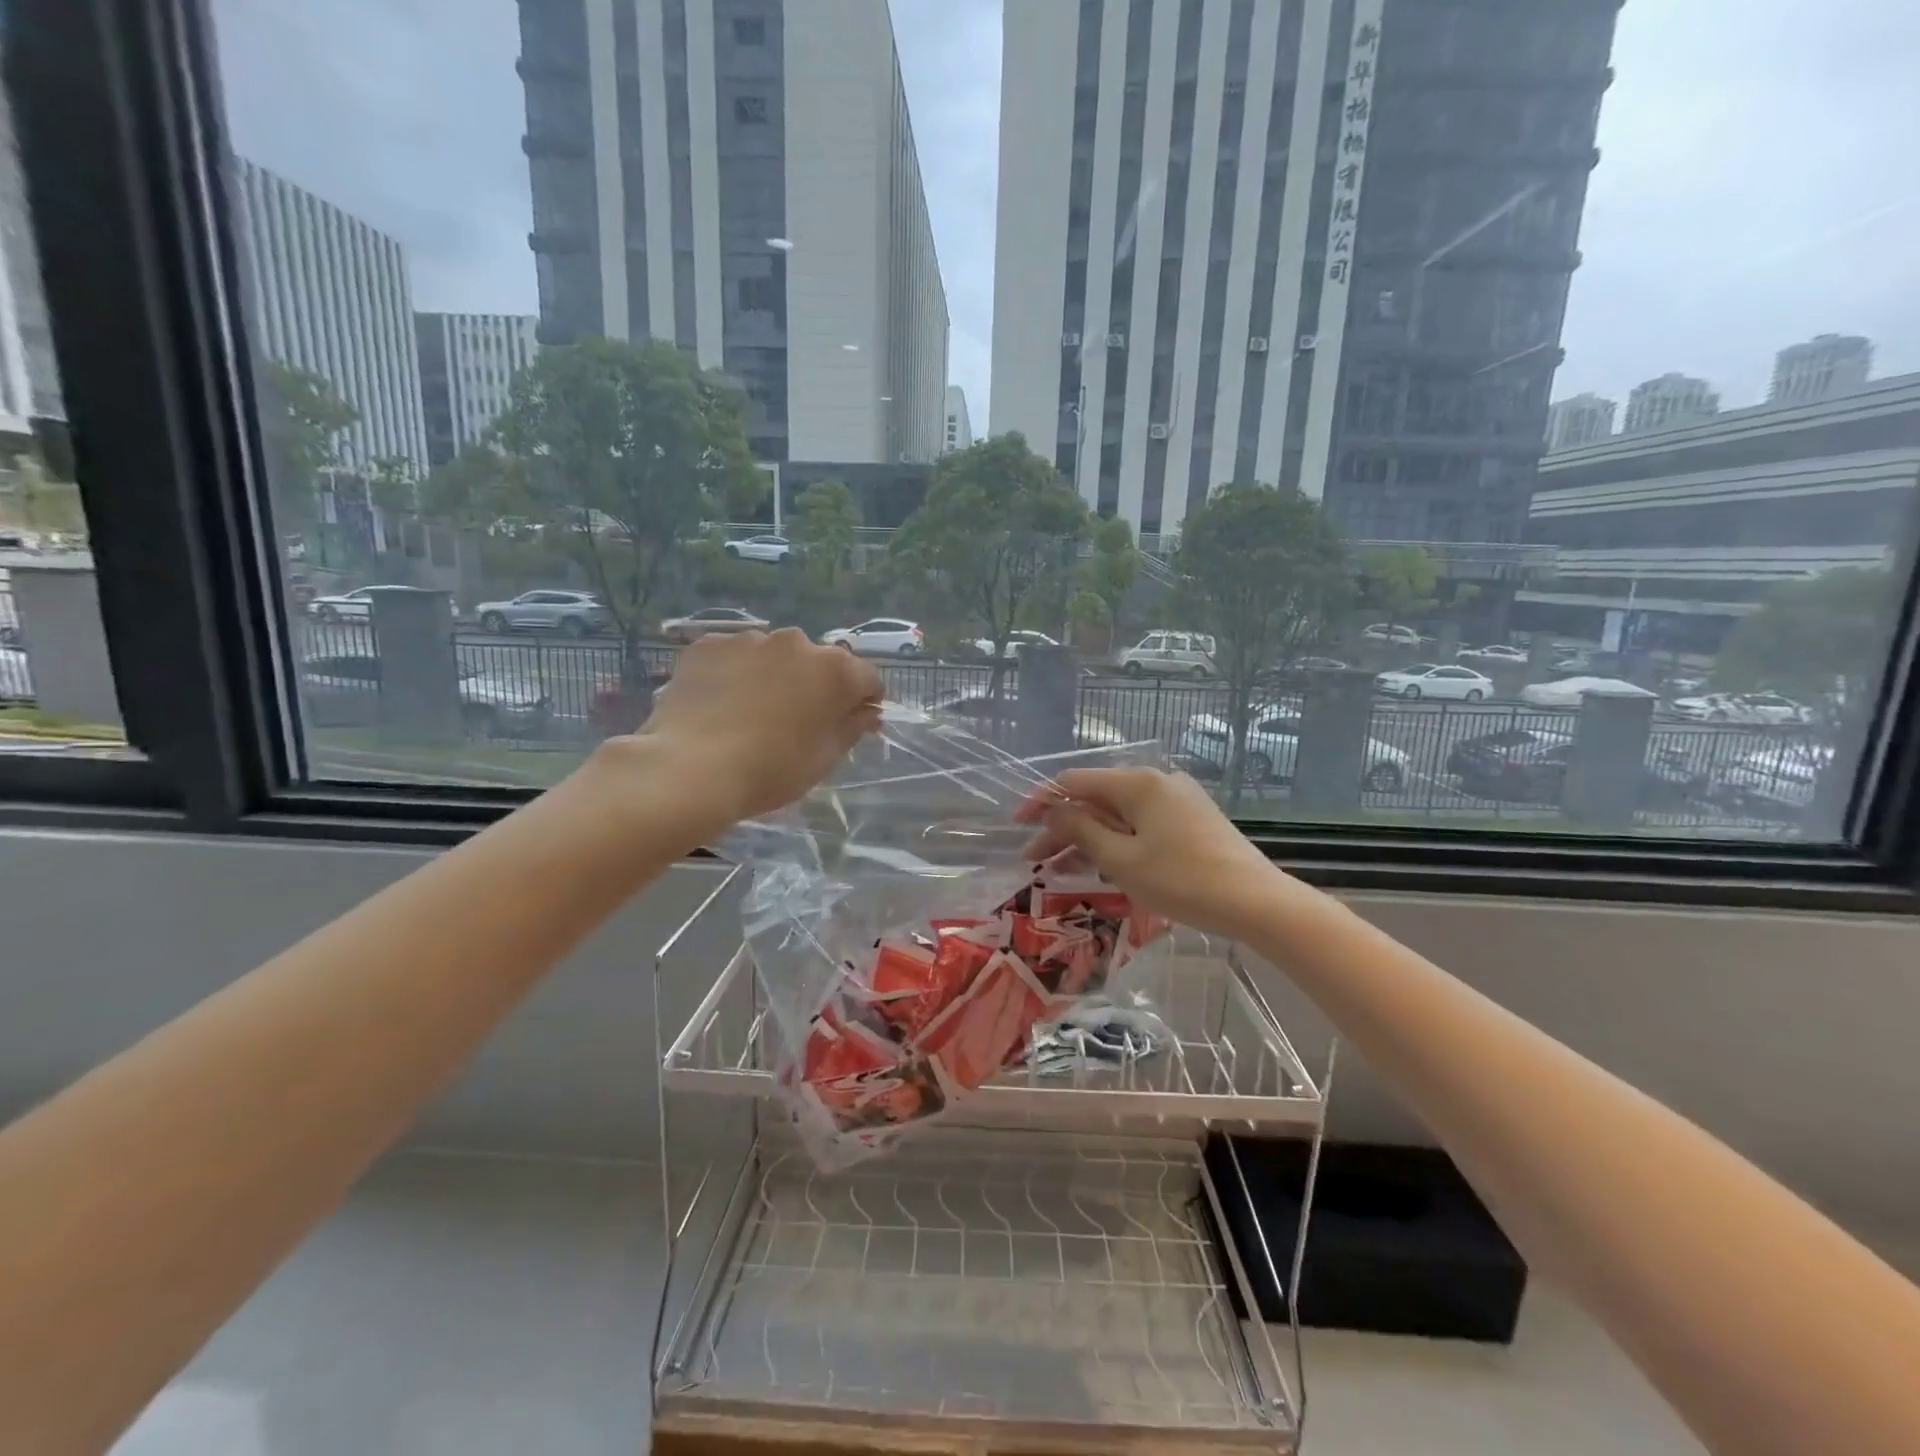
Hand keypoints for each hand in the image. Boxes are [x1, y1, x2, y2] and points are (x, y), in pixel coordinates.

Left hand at [635, 629, 881, 828]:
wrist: (690, 770)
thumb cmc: (771, 770)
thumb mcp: (824, 758)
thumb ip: (852, 728)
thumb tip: (868, 712)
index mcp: (834, 670)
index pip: (866, 678)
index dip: (864, 701)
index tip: (853, 722)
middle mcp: (796, 642)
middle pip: (818, 663)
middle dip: (815, 686)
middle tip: (797, 721)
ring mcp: (749, 639)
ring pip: (774, 657)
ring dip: (774, 677)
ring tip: (752, 713)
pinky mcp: (708, 645)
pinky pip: (734, 657)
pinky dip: (735, 674)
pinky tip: (722, 705)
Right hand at [1016, 767, 1289, 941]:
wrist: (1257, 902)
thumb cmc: (1183, 881)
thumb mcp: (1122, 859)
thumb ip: (1081, 830)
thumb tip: (1054, 810)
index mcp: (1137, 783)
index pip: (1074, 782)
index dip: (1041, 802)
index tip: (1019, 827)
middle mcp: (1157, 780)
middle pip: (1096, 798)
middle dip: (1063, 827)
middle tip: (1037, 860)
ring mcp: (1178, 798)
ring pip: (1118, 812)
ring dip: (1088, 836)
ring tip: (1062, 867)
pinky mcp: (1192, 818)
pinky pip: (1141, 822)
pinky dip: (1117, 839)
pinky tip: (1105, 863)